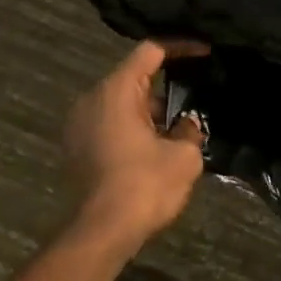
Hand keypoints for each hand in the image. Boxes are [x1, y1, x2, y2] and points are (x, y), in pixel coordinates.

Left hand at [63, 41, 206, 245]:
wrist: (102, 232)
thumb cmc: (145, 186)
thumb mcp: (183, 156)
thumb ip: (189, 130)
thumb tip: (186, 125)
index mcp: (116, 90)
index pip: (150, 51)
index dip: (180, 47)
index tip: (204, 52)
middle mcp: (91, 99)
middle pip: (133, 78)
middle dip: (165, 88)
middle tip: (193, 103)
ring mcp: (78, 124)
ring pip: (120, 104)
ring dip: (148, 113)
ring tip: (177, 131)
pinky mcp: (76, 148)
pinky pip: (109, 125)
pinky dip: (131, 129)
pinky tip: (154, 149)